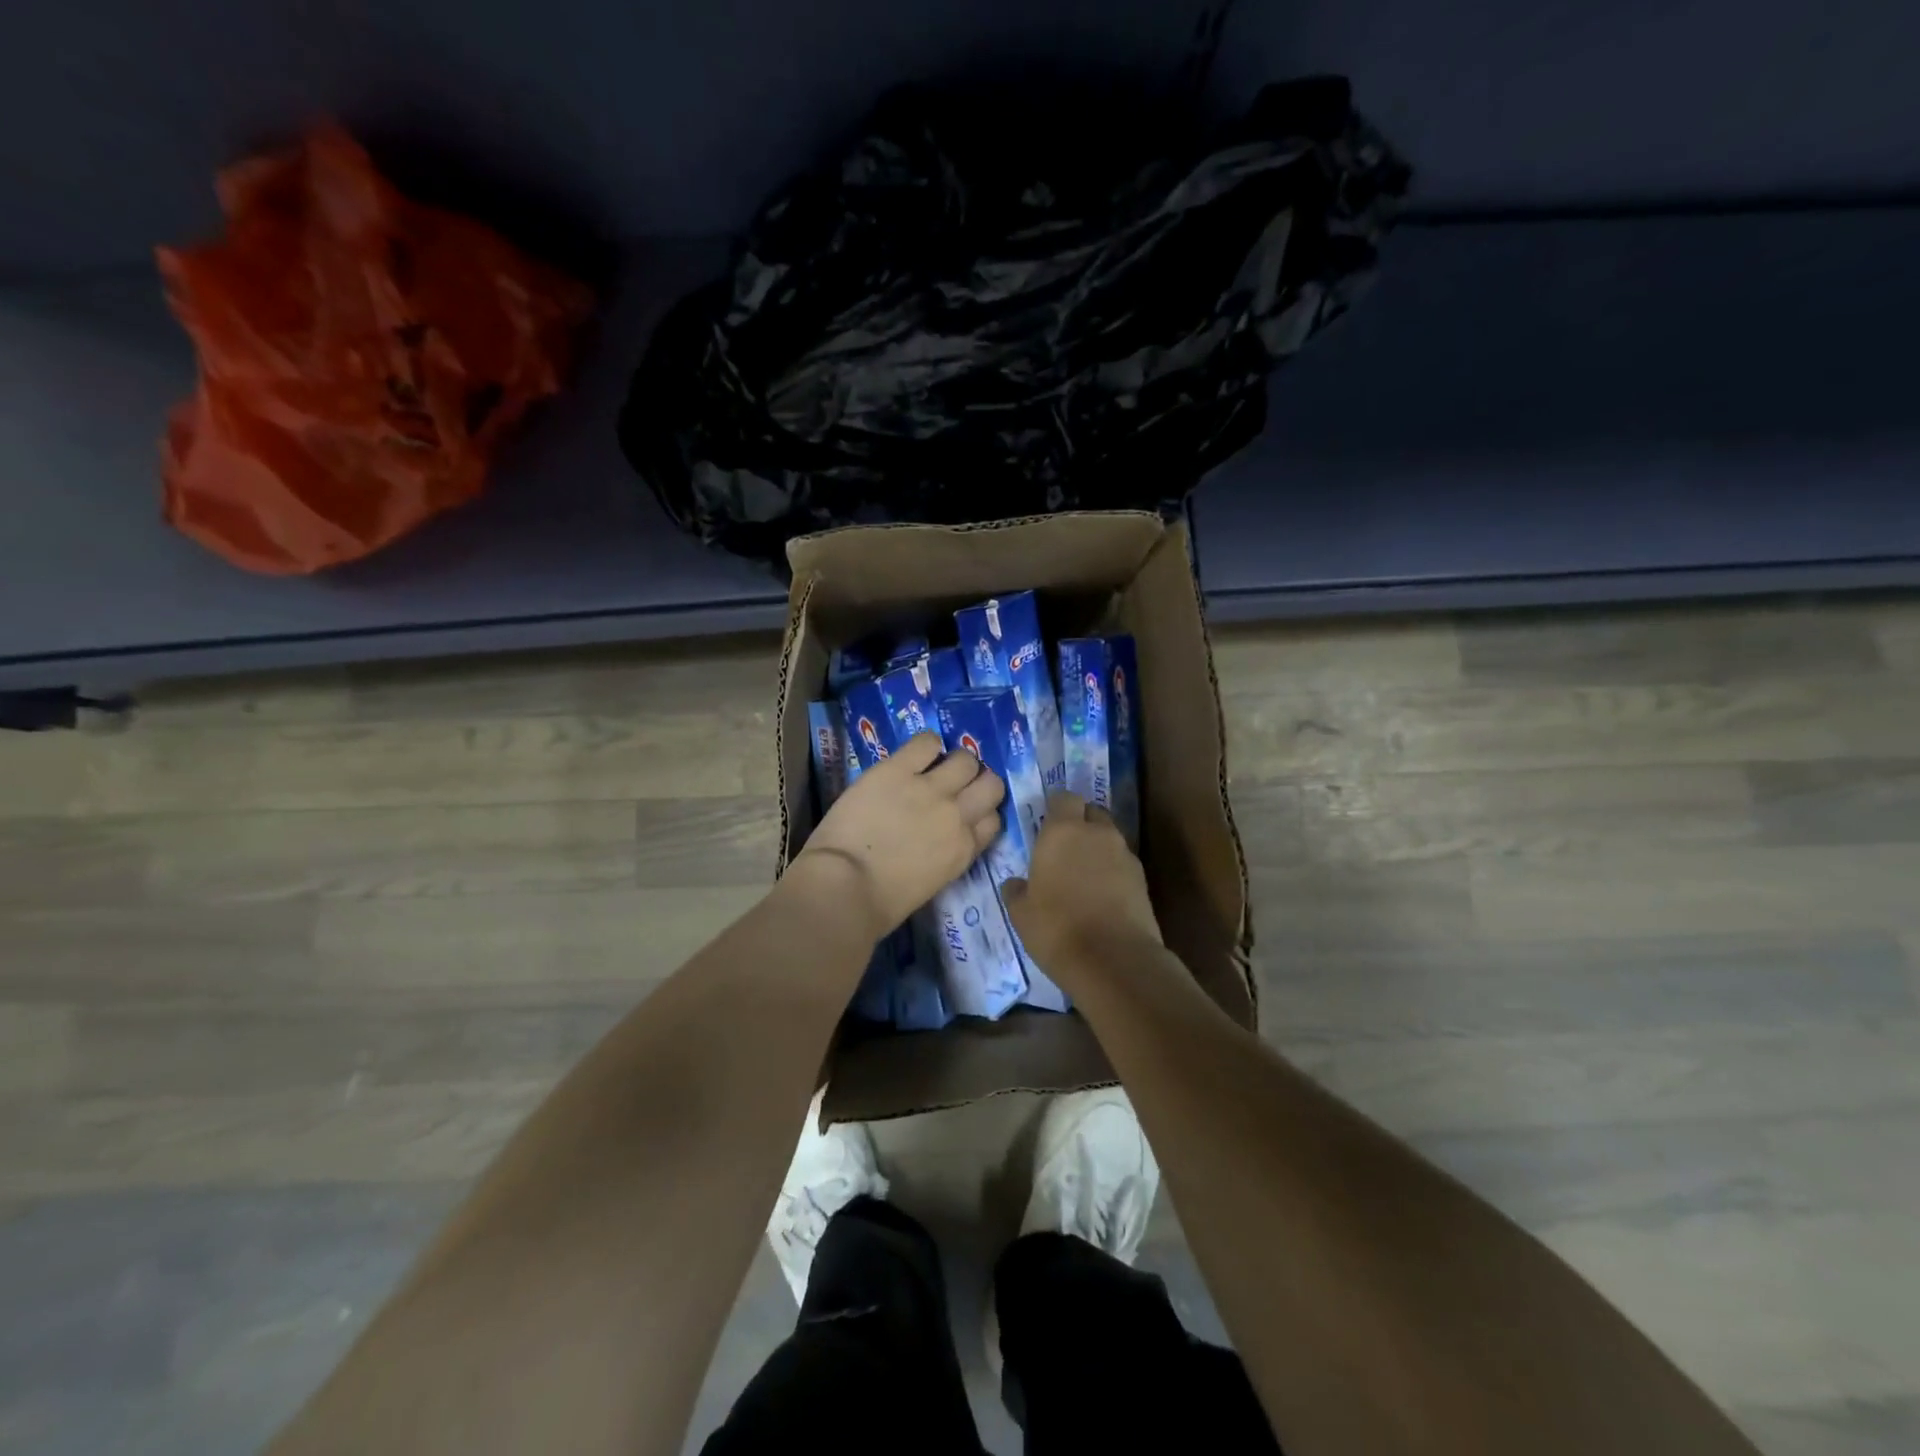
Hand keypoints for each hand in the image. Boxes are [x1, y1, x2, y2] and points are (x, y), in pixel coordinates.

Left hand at [793, 732, 1004, 943]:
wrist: (845, 887)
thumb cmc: (881, 903)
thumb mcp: (932, 883)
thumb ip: (947, 855)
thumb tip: (939, 839)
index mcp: (964, 849)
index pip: (993, 820)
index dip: (980, 812)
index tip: (966, 812)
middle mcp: (957, 815)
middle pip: (991, 784)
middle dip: (977, 782)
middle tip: (955, 786)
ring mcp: (929, 789)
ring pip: (965, 759)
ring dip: (955, 762)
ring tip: (934, 767)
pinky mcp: (898, 770)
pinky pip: (926, 742)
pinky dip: (926, 745)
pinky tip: (913, 756)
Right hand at [1001, 791, 1161, 977]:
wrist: (1114, 960)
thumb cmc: (1056, 928)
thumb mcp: (1020, 912)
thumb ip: (1016, 890)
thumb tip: (1016, 884)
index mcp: (1062, 831)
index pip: (1063, 798)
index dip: (1056, 807)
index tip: (1046, 823)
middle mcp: (1097, 833)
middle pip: (1091, 813)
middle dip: (1080, 823)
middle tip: (1064, 848)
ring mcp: (1125, 854)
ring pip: (1109, 838)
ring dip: (1098, 848)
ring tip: (1083, 876)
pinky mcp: (1143, 879)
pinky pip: (1123, 864)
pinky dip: (1113, 872)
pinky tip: (1101, 896)